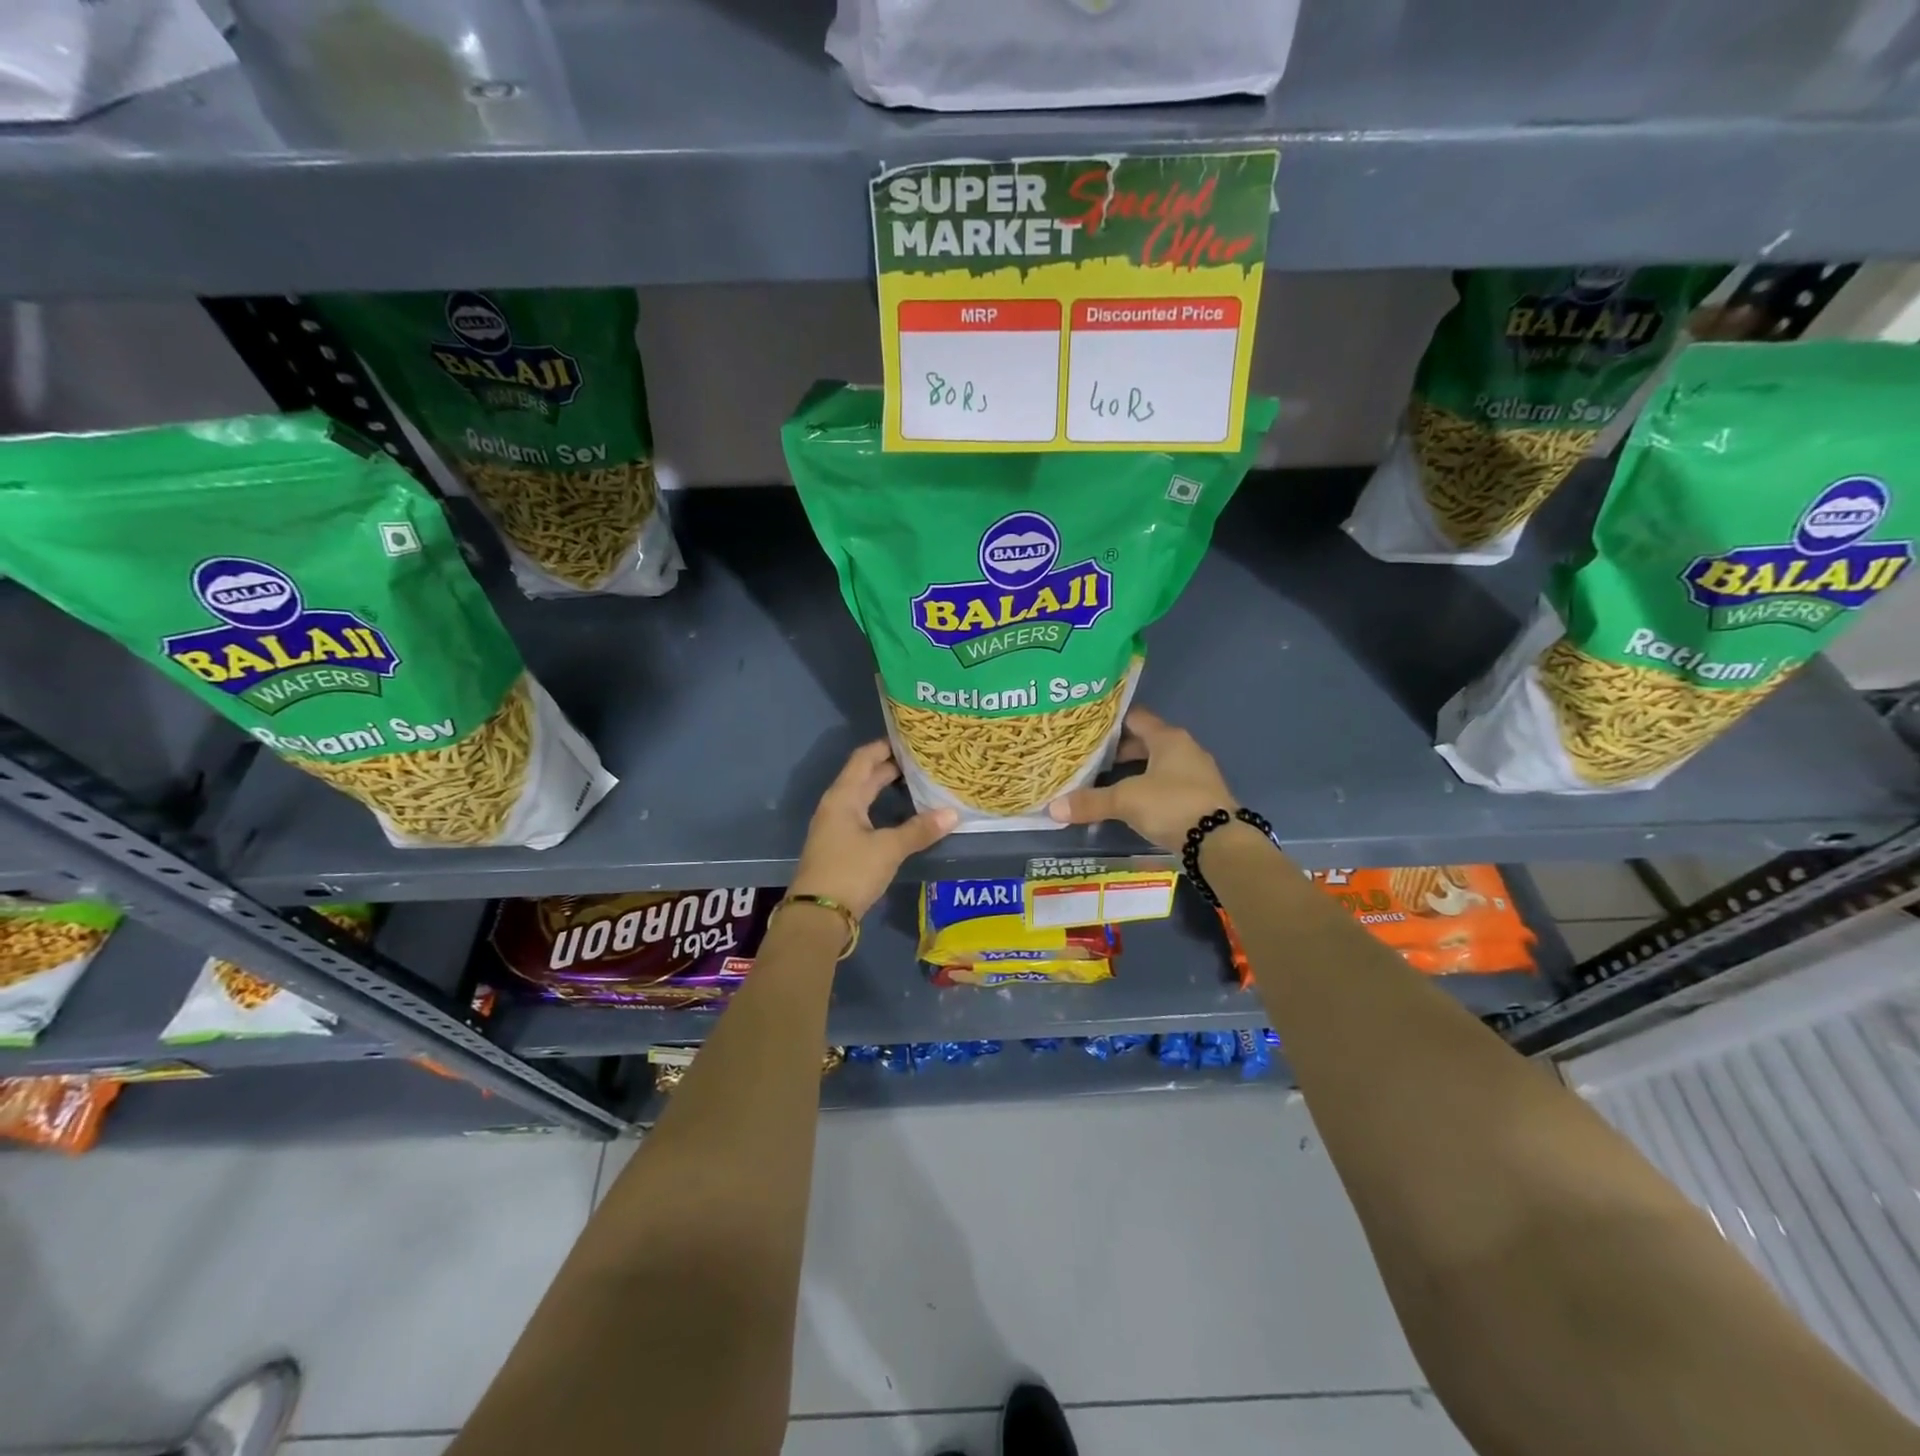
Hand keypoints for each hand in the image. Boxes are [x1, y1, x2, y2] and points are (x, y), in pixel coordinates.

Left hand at [790, 741, 957, 917]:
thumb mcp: (888, 849)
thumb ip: (919, 830)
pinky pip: (864, 815)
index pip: (865, 758)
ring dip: (888, 788)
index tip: (913, 739)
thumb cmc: (850, 872)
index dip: (886, 745)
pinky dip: (883, 808)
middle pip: (865, 776)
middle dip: (892, 767)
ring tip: (919, 783)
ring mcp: (837, 826)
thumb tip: (953, 813)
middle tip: (924, 760)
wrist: (818, 916)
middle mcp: (837, 805)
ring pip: (865, 797)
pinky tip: (903, 815)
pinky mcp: (841, 845)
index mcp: (843, 796)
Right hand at [1047, 706, 1235, 850]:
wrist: (1219, 842)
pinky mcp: (1200, 797)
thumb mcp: (1126, 801)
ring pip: (1157, 764)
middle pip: (1146, 741)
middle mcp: (1185, 749)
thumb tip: (1052, 808)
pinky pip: (1168, 784)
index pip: (1135, 717)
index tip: (1087, 727)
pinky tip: (1132, 802)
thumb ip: (1091, 802)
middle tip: (1090, 757)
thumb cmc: (1171, 805)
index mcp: (1168, 738)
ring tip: (1106, 780)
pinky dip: (1149, 788)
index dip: (1111, 721)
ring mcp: (1196, 773)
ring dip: (1134, 770)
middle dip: (1119, 750)